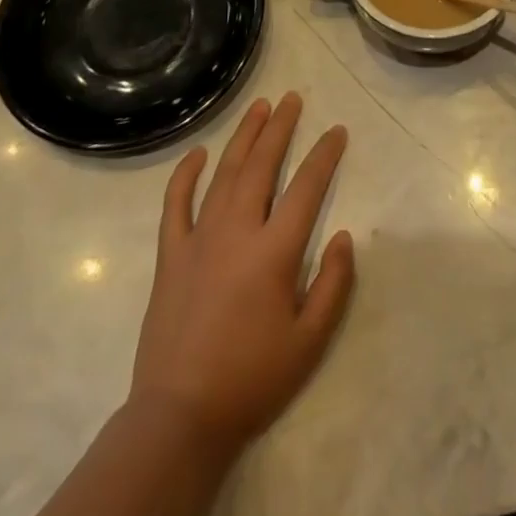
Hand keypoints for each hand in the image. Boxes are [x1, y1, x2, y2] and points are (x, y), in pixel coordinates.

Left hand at [129, 93, 354, 458]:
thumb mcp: (310, 342)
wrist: (180, 417)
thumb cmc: (252, 378)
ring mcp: (198, 239)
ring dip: (243, 137)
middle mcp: (237, 232)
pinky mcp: (170, 255)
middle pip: (261, 165)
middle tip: (293, 98)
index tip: (337, 130)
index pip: (306, 188)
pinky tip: (197, 153)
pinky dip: (185, 175)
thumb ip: (334, 284)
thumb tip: (345, 236)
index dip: (324, 155)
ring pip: (224, 174)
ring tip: (259, 107)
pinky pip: (175, 204)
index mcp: (274, 252)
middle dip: (280, 127)